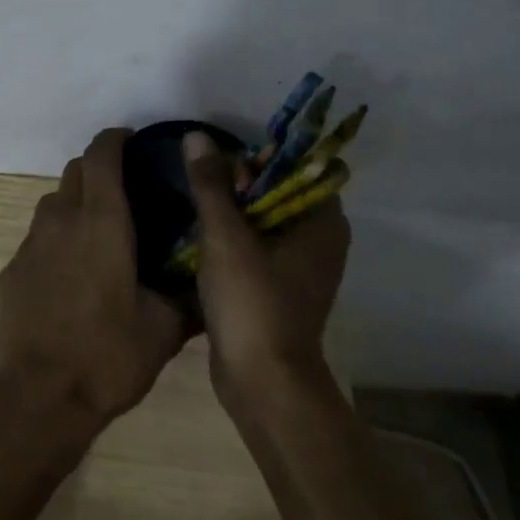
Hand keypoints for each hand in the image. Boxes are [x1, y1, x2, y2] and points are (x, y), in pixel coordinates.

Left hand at [0, 129, 187, 430]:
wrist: (38, 397)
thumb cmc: (108, 355)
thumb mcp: (164, 330)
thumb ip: (187, 297)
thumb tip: (206, 284)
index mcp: (101, 221)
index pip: (102, 154)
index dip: (116, 139)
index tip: (134, 142)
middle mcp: (61, 219)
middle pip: (75, 170)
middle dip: (98, 168)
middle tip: (125, 190)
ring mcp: (30, 243)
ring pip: (53, 202)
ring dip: (76, 203)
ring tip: (100, 232)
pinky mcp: (11, 269)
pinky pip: (38, 238)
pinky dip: (57, 240)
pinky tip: (71, 274)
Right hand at [182, 131, 350, 409]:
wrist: (262, 383)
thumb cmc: (252, 301)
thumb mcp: (225, 236)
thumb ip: (211, 184)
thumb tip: (197, 136)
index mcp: (322, 222)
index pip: (301, 167)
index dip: (266, 158)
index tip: (231, 165)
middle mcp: (320, 240)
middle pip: (281, 190)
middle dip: (244, 183)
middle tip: (209, 188)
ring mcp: (302, 267)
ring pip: (267, 219)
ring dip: (235, 209)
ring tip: (200, 206)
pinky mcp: (281, 288)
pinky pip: (259, 245)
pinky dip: (236, 237)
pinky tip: (204, 237)